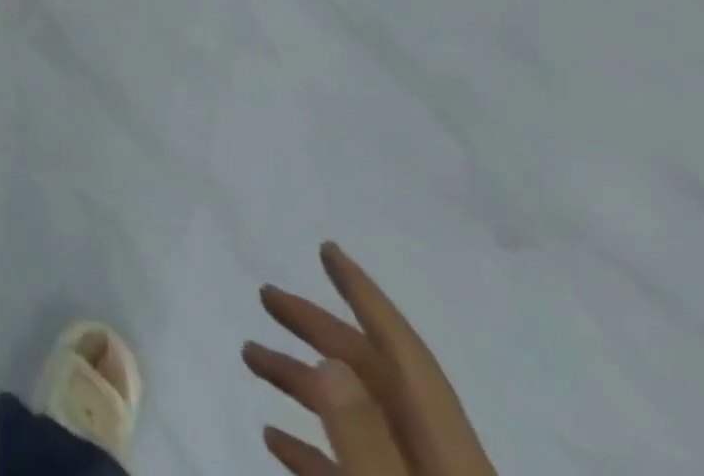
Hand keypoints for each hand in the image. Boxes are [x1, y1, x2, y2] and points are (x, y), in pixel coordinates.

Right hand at [242, 243, 497, 475]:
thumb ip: (366, 450)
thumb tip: (329, 363)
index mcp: (451, 464)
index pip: (406, 360)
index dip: (366, 299)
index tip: (327, 250)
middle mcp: (440, 474)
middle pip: (377, 383)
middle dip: (320, 332)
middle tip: (266, 298)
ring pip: (360, 425)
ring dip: (305, 386)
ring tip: (251, 358)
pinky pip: (354, 475)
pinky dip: (313, 451)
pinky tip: (274, 443)